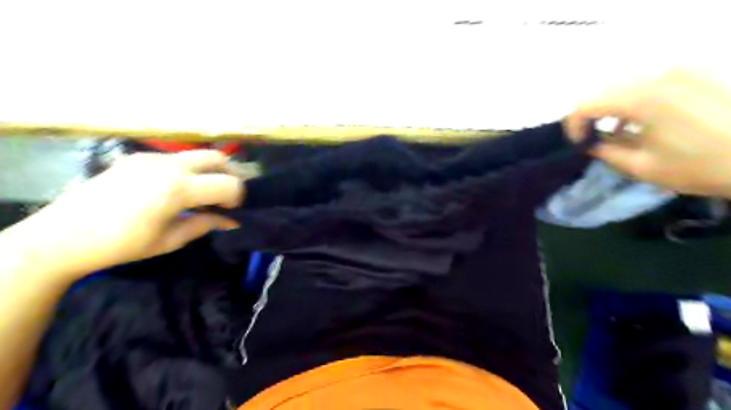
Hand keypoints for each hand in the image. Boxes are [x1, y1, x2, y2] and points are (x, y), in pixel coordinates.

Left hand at [3, 151, 241, 277]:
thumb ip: (206, 224)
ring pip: (196, 154)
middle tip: (225, 196)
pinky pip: (174, 158)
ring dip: (208, 171)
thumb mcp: (171, 240)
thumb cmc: (122, 245)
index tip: (231, 212)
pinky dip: (187, 170)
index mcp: (178, 189)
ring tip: (201, 192)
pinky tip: (173, 189)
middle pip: (217, 158)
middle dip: (229, 175)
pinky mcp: (136, 157)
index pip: (229, 183)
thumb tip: (232, 221)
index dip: (237, 198)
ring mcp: (151, 158)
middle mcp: (169, 166)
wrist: (62, 236)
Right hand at [564, 67, 730, 198]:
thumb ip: (605, 152)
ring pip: (626, 84)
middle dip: (591, 114)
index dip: (573, 125)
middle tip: (591, 137)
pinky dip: (636, 99)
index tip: (577, 143)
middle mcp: (658, 76)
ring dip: (612, 106)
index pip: (586, 105)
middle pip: (604, 90)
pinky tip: (642, 119)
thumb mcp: (641, 167)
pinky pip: (650, 81)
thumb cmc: (700, 166)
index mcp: (642, 100)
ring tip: (616, 131)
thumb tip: (588, 143)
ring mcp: (680, 71)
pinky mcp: (695, 73)